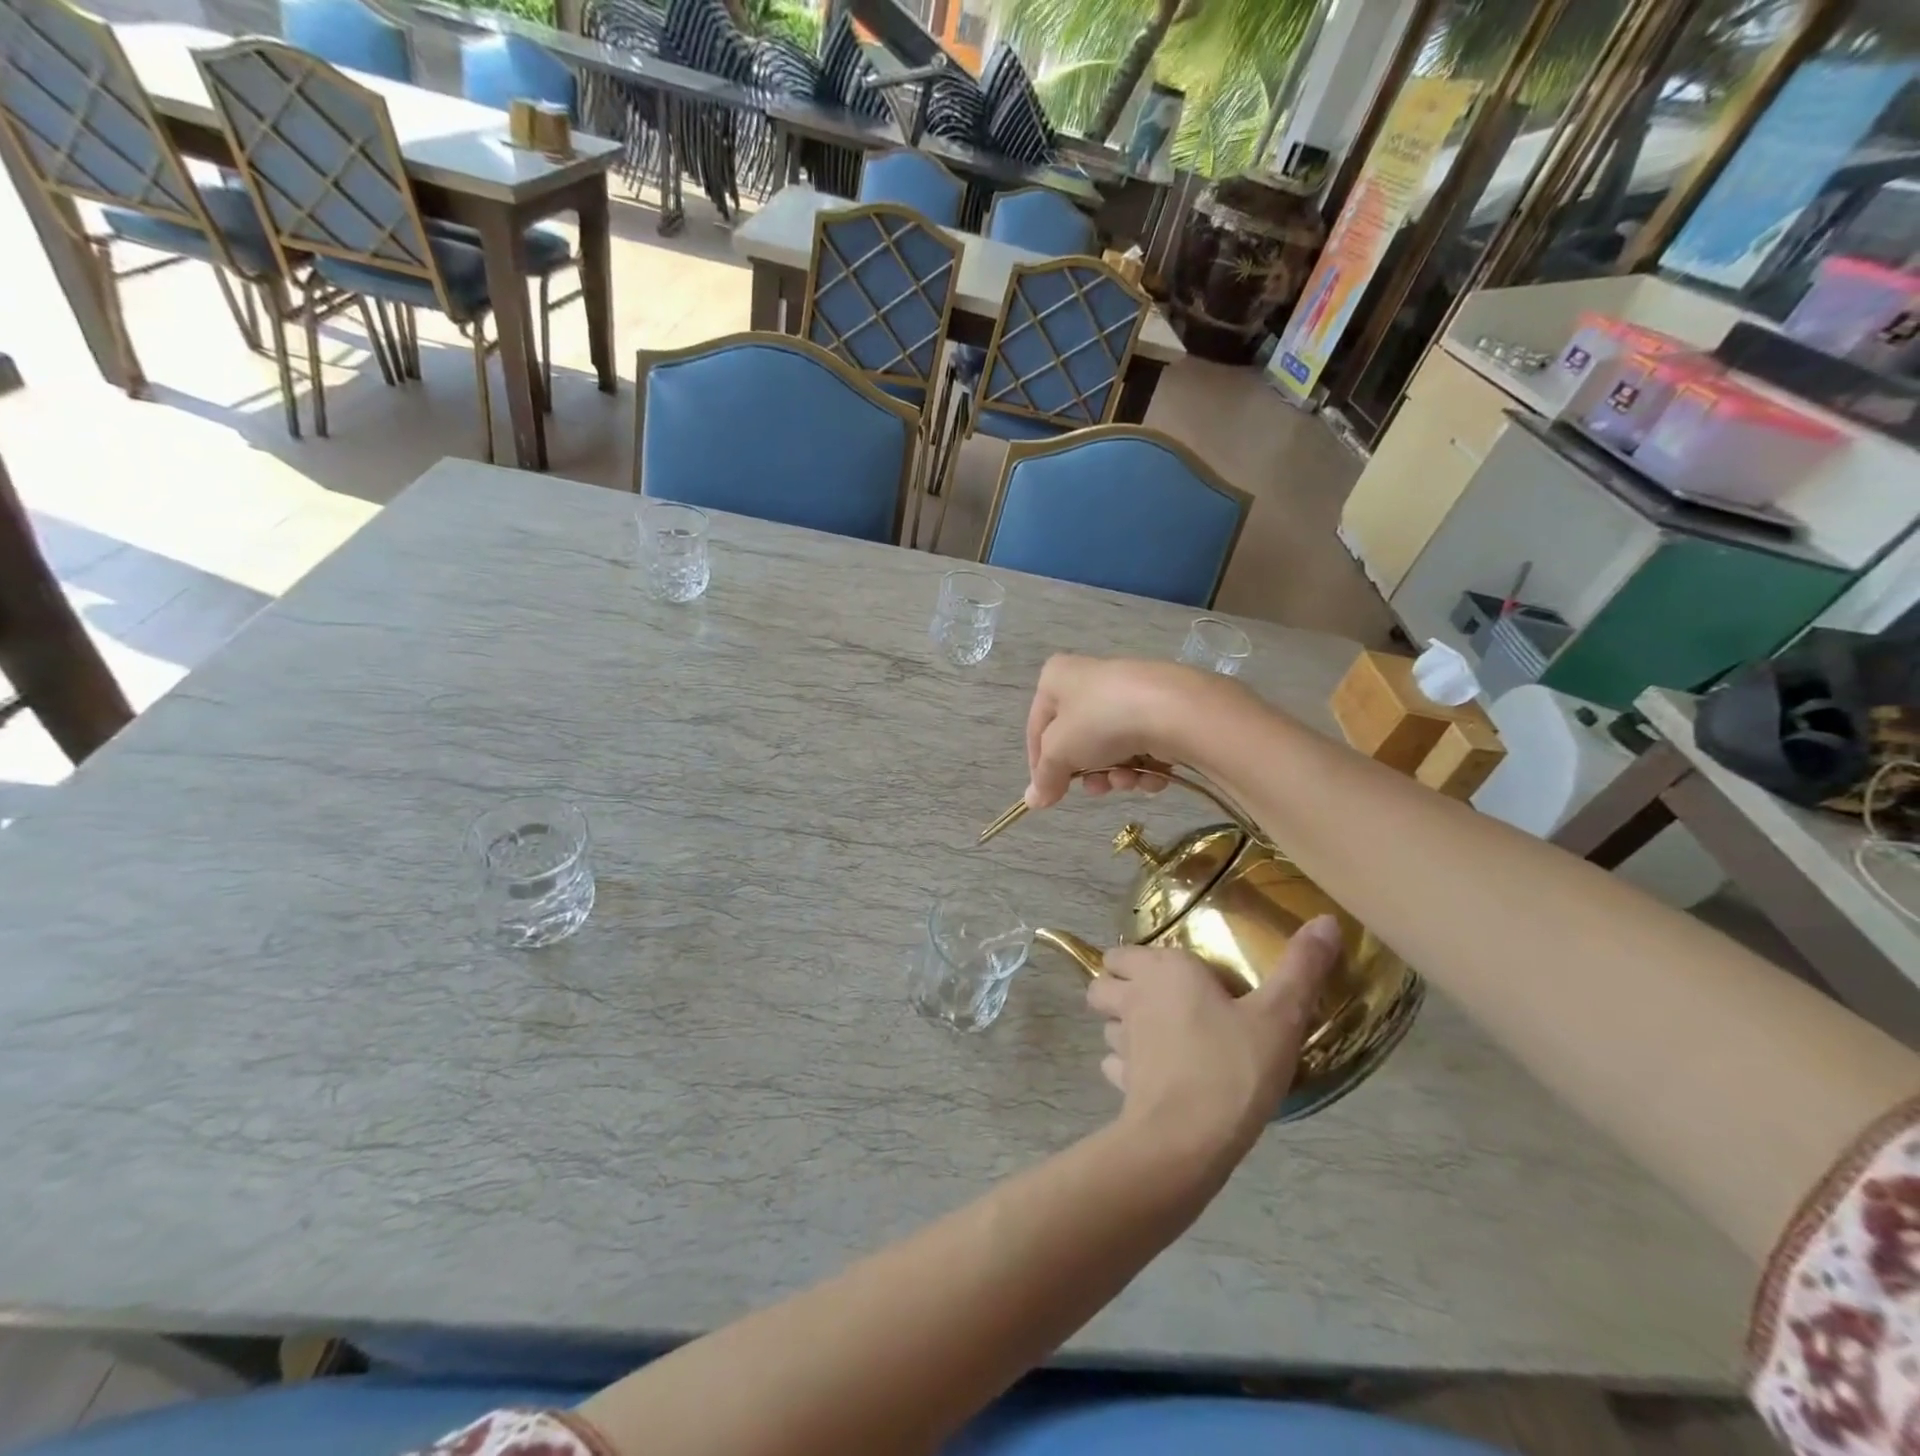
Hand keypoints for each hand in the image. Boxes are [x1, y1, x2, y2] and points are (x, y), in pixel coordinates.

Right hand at [1024, 655, 1247, 807]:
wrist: (1171, 709)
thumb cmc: (1100, 722)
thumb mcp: (1060, 752)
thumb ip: (1044, 778)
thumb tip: (1033, 800)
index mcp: (1056, 678)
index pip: (1037, 728)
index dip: (1040, 765)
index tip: (1048, 794)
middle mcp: (1089, 680)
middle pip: (1078, 740)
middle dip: (1088, 772)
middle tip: (1096, 788)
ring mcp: (1127, 694)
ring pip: (1111, 747)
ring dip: (1117, 774)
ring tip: (1128, 780)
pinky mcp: (1160, 709)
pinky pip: (1141, 744)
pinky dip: (1144, 766)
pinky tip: (1152, 775)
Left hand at [1087, 920, 1343, 1154]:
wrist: (1190, 1137)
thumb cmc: (1233, 1065)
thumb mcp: (1281, 1015)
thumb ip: (1302, 967)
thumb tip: (1326, 919)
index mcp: (1164, 970)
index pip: (1123, 952)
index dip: (1140, 961)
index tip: (1174, 974)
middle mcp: (1134, 998)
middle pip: (1102, 983)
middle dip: (1117, 987)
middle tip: (1156, 1001)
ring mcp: (1122, 1042)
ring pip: (1107, 1024)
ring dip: (1123, 1027)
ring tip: (1158, 1038)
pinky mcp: (1121, 1083)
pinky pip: (1115, 1067)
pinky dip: (1128, 1068)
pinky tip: (1156, 1077)